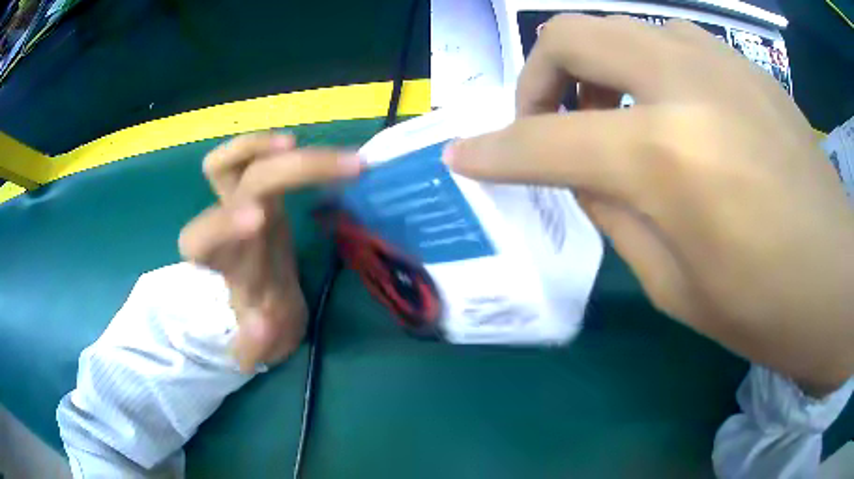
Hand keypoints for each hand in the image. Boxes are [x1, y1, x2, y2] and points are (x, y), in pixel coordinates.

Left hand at [179, 133, 360, 371]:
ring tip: (314, 144)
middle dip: (283, 172)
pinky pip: (246, 160)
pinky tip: (301, 145)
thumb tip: (262, 323)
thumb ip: (258, 342)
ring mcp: (237, 203)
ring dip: (264, 146)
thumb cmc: (265, 320)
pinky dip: (266, 146)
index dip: (220, 225)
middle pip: (234, 185)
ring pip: (228, 164)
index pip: (199, 241)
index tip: (258, 220)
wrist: (266, 299)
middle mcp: (225, 225)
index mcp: (222, 265)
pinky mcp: (255, 193)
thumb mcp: (264, 343)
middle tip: (347, 168)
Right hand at [444, 15, 853, 394]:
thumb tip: (576, 167)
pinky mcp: (745, 67)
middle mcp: (686, 84)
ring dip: (596, 66)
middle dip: (538, 78)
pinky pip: (669, 40)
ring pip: (620, 27)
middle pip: (570, 34)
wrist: (835, 280)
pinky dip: (645, 67)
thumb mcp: (670, 284)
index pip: (544, 141)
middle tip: (547, 122)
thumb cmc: (762, 307)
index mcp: (667, 155)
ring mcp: (721, 63)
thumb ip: (611, 209)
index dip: (491, 151)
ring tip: (612, 117)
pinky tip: (669, 110)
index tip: (462, 157)